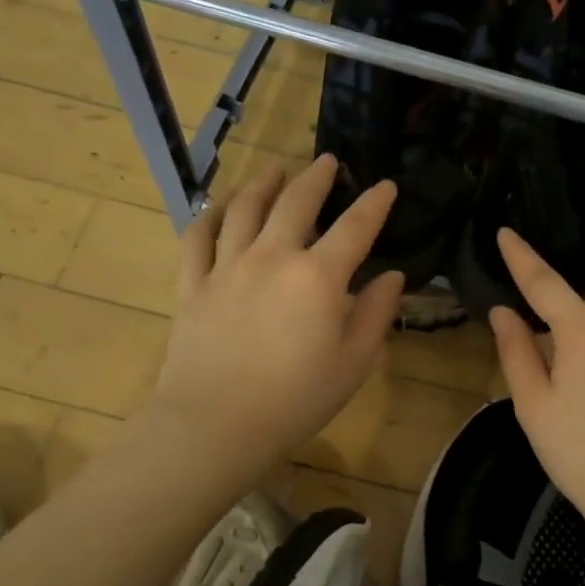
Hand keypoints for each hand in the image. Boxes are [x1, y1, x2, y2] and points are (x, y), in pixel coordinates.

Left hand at [147, 156, 402, 469]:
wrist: (216, 424)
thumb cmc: (296, 399)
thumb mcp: (354, 363)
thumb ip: (377, 314)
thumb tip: (391, 276)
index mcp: (319, 276)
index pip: (355, 227)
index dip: (374, 203)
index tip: (385, 185)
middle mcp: (273, 257)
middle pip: (296, 202)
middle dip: (316, 178)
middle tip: (327, 160)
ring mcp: (227, 266)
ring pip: (245, 209)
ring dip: (263, 183)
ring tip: (275, 169)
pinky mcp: (193, 284)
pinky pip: (198, 237)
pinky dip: (210, 215)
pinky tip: (219, 206)